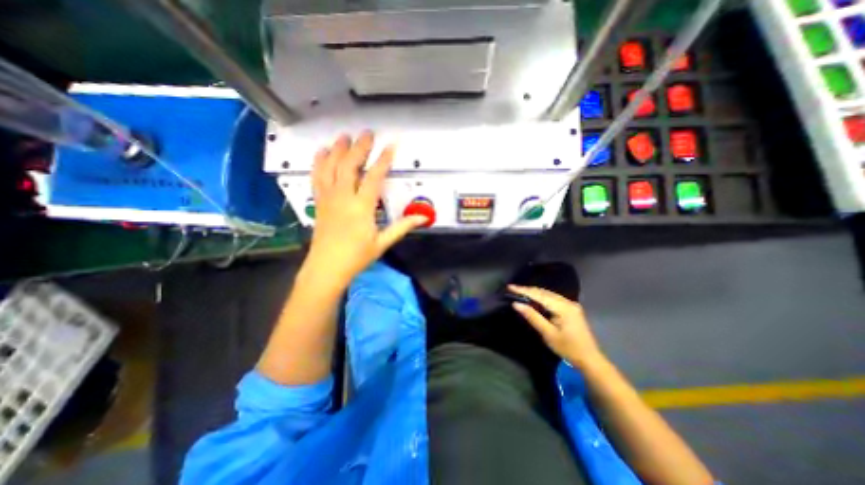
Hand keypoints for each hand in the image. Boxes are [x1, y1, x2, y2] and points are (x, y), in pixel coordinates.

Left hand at [304, 133, 427, 287]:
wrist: (327, 267)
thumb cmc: (357, 257)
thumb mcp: (382, 242)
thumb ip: (402, 227)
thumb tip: (424, 218)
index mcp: (362, 207)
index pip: (374, 177)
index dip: (383, 160)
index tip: (390, 146)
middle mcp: (343, 197)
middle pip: (350, 165)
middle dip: (359, 147)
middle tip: (367, 133)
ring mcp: (328, 198)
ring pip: (331, 167)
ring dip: (338, 149)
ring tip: (345, 136)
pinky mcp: (319, 201)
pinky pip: (317, 177)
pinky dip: (319, 162)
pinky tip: (322, 152)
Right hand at [508, 285, 603, 366]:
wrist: (590, 359)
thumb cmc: (568, 348)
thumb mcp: (548, 334)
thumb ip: (532, 316)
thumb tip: (516, 304)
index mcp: (563, 307)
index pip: (539, 295)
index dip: (523, 290)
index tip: (510, 287)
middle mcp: (568, 302)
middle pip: (544, 292)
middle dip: (527, 290)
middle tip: (512, 289)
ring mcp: (571, 304)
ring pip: (548, 294)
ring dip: (534, 293)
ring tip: (519, 292)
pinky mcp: (571, 308)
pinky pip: (552, 298)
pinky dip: (541, 297)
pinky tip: (534, 299)